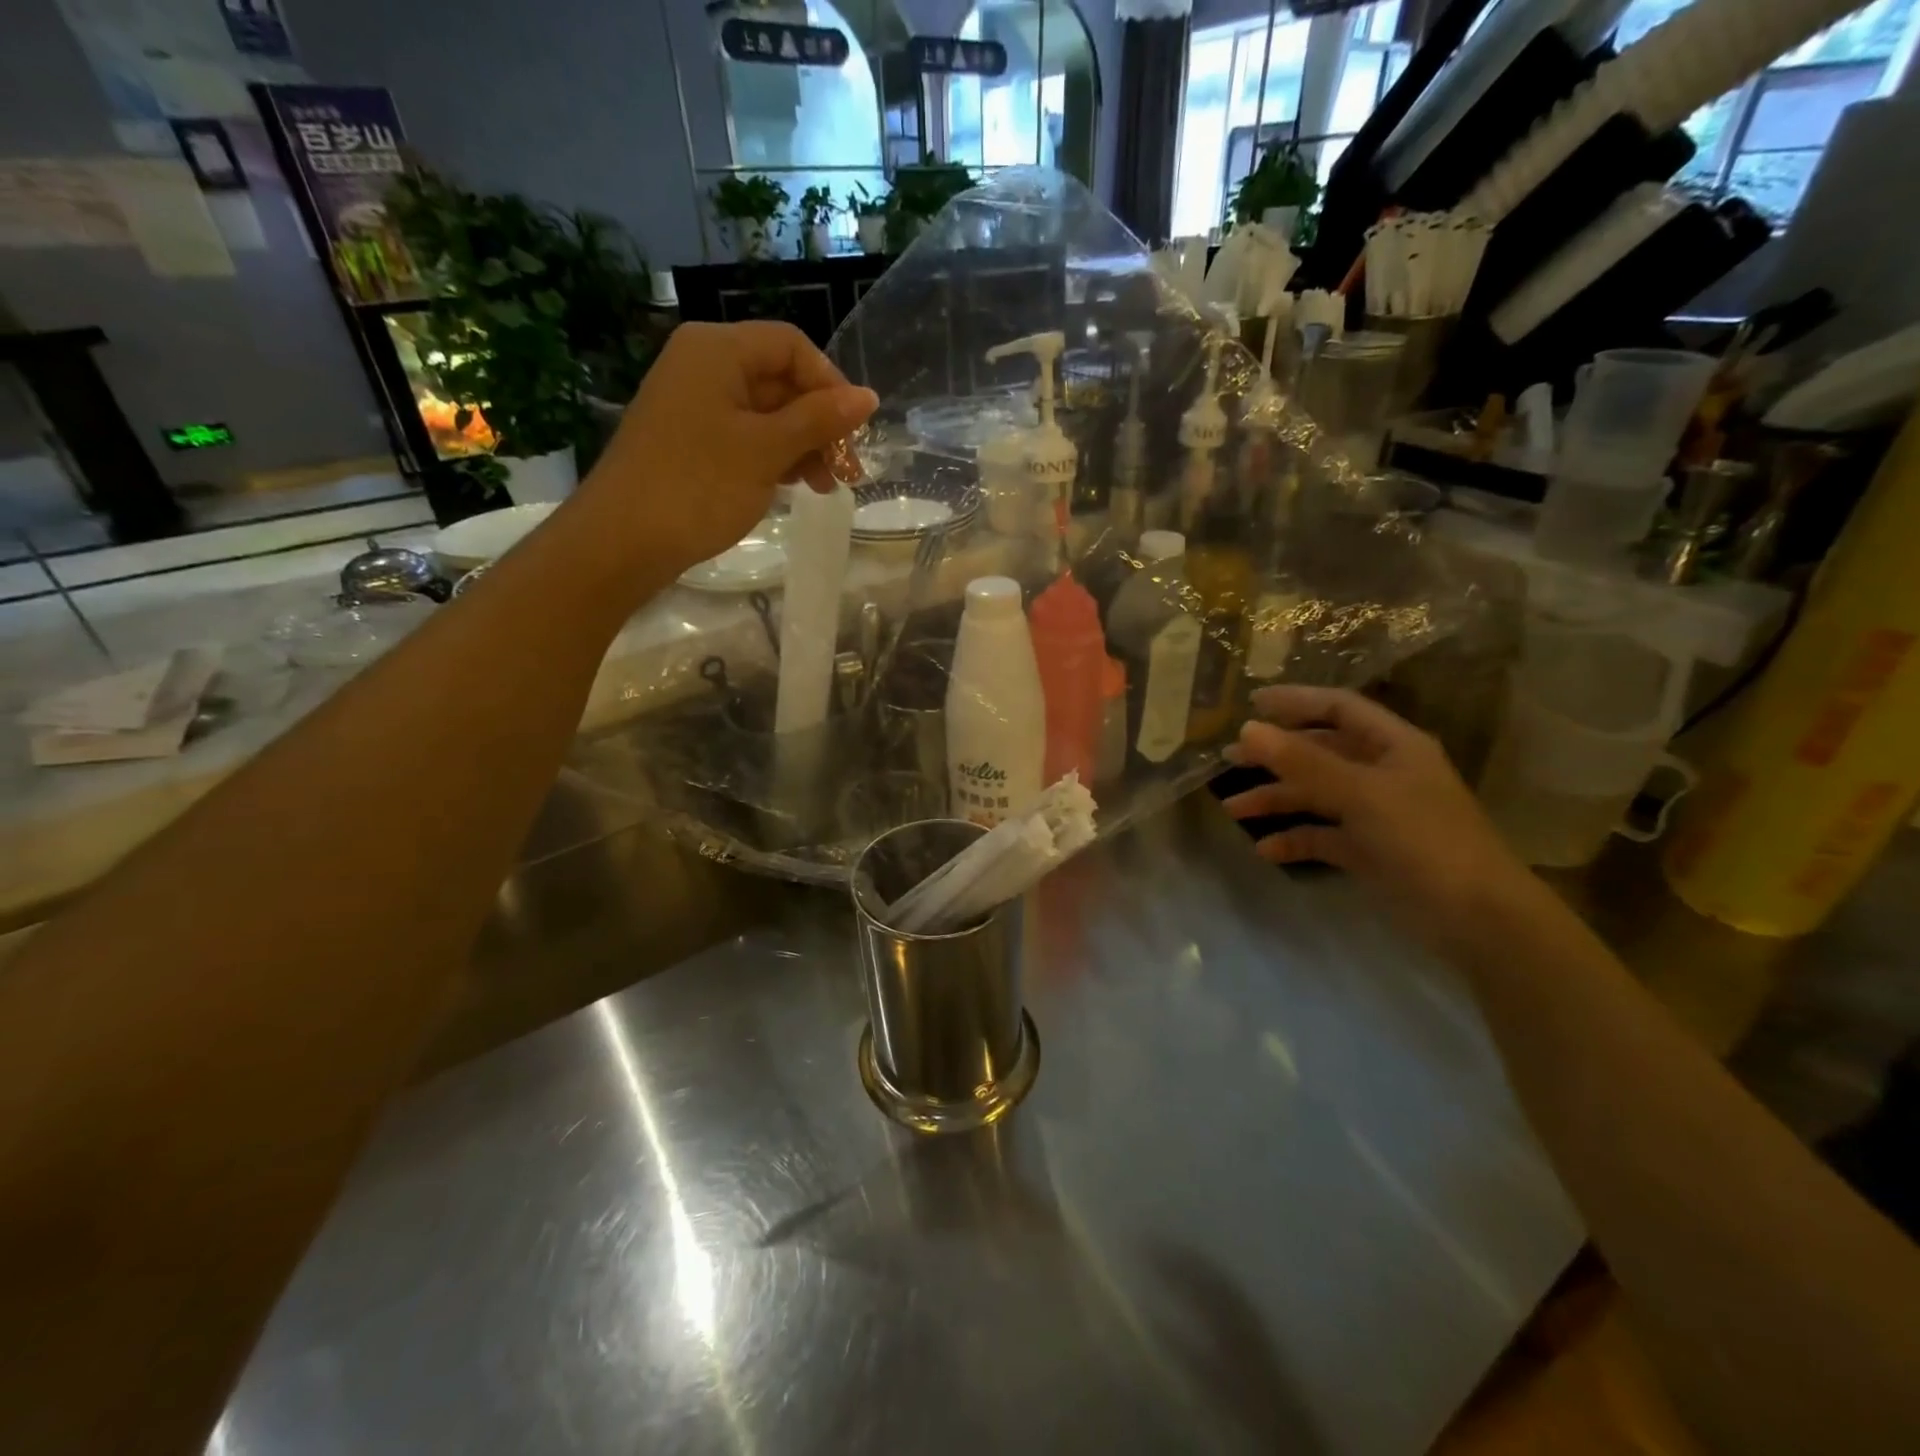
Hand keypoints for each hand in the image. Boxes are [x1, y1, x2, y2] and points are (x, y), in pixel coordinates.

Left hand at [578, 321, 876, 574]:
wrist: (624, 539)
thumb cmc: (699, 486)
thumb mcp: (768, 450)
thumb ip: (820, 419)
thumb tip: (868, 396)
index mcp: (718, 349)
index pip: (791, 346)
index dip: (830, 384)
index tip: (853, 432)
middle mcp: (704, 364)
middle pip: (780, 379)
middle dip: (820, 423)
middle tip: (847, 472)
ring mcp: (694, 403)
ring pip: (767, 412)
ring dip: (803, 445)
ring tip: (825, 488)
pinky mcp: (691, 439)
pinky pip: (745, 435)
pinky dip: (775, 457)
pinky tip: (794, 486)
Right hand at [1222, 685, 1540, 953]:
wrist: (1477, 919)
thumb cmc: (1424, 840)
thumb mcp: (1361, 794)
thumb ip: (1302, 762)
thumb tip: (1248, 729)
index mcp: (1394, 746)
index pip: (1339, 708)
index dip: (1296, 702)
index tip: (1250, 704)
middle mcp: (1383, 773)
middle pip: (1320, 753)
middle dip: (1275, 756)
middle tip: (1230, 759)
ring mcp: (1376, 814)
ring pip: (1316, 796)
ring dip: (1276, 799)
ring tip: (1232, 809)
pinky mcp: (1369, 852)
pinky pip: (1322, 837)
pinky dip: (1294, 840)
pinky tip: (1266, 850)